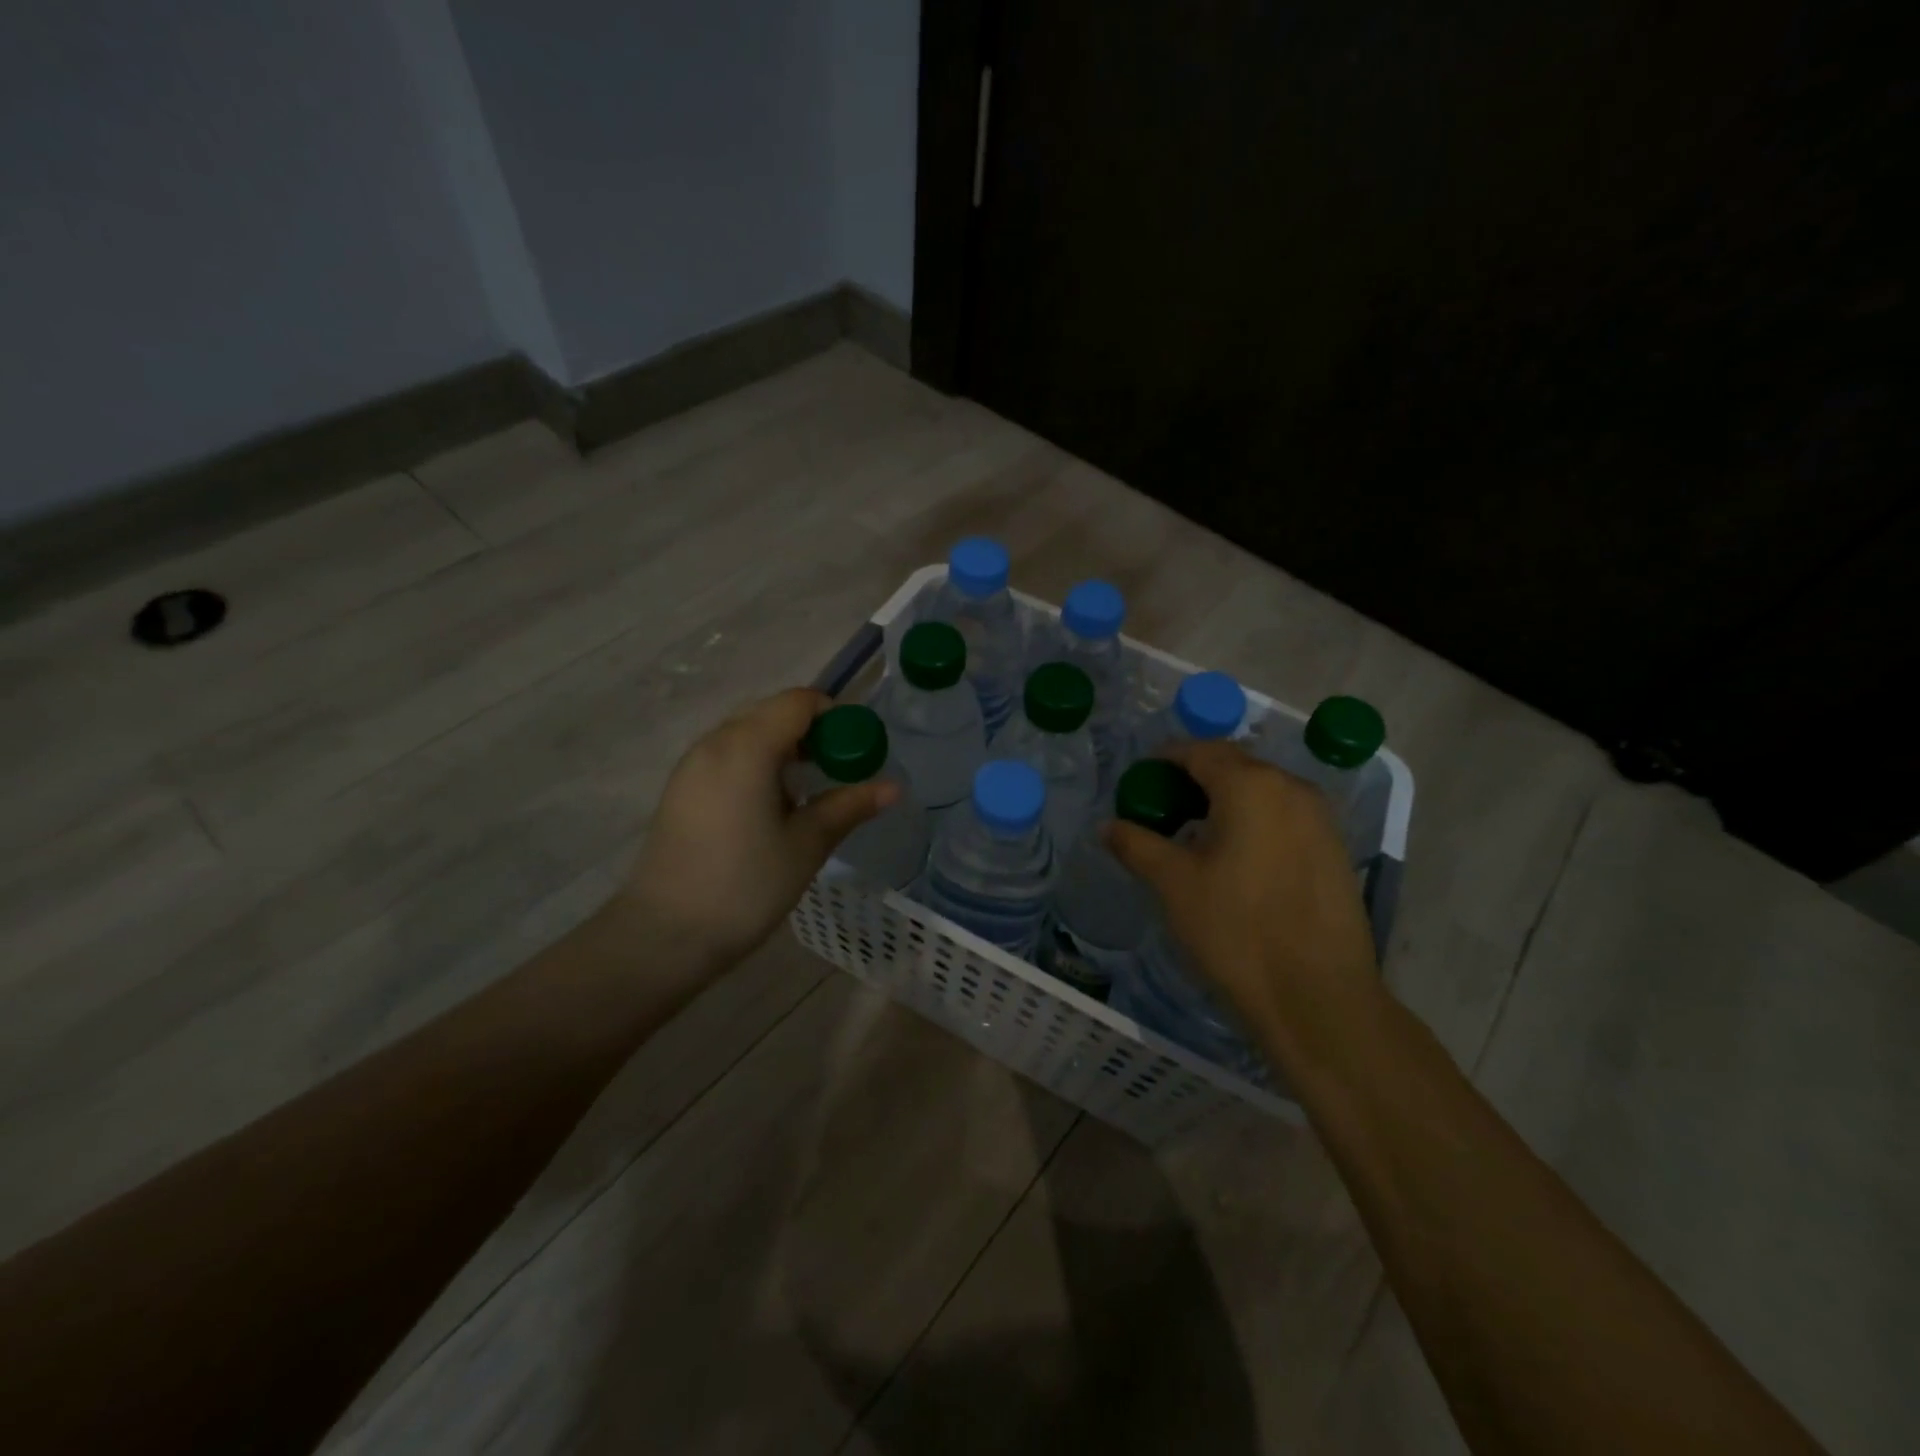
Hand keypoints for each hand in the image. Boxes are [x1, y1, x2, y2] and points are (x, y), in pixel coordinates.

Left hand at [618, 688, 897, 972]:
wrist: (664, 934)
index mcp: (747, 747)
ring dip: (783, 747)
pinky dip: (757, 762)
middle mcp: (715, 742)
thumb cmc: (745, 886)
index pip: (799, 702)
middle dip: (811, 732)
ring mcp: (692, 764)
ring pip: (747, 733)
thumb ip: (849, 806)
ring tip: (806, 791)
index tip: (856, 751)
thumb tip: (893, 787)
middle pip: (772, 712)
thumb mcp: (806, 845)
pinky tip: (769, 806)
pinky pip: (727, 754)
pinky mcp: (681, 787)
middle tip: (836, 771)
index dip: (835, 716)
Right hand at [1104, 740, 1379, 1060]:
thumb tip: (1107, 826)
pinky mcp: (1335, 851)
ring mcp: (1321, 820)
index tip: (1140, 780)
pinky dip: (1254, 822)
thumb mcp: (1173, 884)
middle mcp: (1292, 789)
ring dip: (1226, 801)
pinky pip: (1285, 818)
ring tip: (1196, 836)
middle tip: (1163, 809)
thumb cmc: (1235, 930)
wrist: (1318, 998)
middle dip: (1195, 778)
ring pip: (1263, 792)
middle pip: (1234, 766)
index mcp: (1250, 785)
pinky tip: (1236, 859)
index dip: (1164, 759)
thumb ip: (1137, 844)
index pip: (1199, 751)